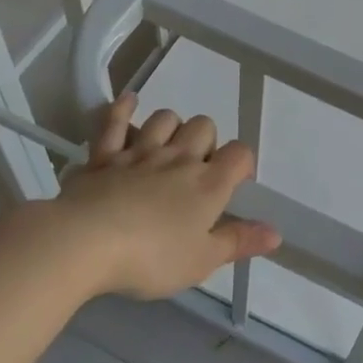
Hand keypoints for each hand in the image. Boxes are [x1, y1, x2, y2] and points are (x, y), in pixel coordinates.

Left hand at [57, 95, 279, 299]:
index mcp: (208, 184)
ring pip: (164, 118)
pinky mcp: (104, 155)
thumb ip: (238, 242)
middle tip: (197, 169)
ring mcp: (140, 152)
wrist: (85, 243)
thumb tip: (276, 233)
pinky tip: (129, 102)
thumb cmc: (151, 257)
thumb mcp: (201, 261)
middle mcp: (179, 158)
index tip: (236, 181)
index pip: (240, 153)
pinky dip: (122, 109)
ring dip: (171, 127)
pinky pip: (114, 122)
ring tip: (167, 146)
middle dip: (206, 141)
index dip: (242, 162)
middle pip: (204, 126)